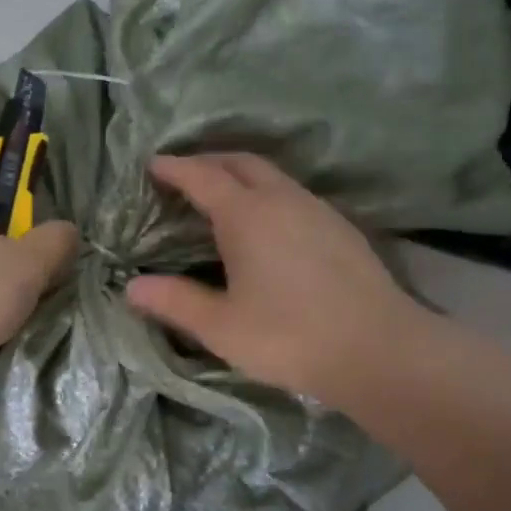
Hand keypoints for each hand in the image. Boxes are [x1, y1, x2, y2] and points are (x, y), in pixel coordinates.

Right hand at [126, 154, 428, 410]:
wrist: (377, 349)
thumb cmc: (288, 336)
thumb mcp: (221, 326)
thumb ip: (175, 302)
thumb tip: (132, 287)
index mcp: (247, 215)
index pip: (202, 177)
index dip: (175, 168)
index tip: (153, 164)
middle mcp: (282, 200)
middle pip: (242, 163)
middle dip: (210, 161)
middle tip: (185, 174)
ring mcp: (317, 211)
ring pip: (273, 177)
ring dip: (242, 175)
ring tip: (222, 195)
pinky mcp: (341, 229)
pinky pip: (294, 195)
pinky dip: (268, 194)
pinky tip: (268, 224)